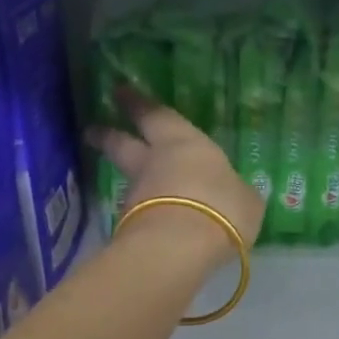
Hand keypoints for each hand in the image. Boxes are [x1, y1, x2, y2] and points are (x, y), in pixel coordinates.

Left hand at [90, 88, 263, 256]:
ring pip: (129, 181)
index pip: (156, 116)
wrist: (179, 247)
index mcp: (183, 143)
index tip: (119, 91)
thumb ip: (237, 193)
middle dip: (108, 135)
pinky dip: (143, 216)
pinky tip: (155, 225)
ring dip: (130, 182)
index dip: (139, 103)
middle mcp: (153, 163)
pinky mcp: (129, 226)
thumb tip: (239, 193)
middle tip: (92, 130)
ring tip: (137, 190)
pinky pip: (138, 214)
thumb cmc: (220, 207)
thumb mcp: (245, 199)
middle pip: (122, 144)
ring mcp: (136, 195)